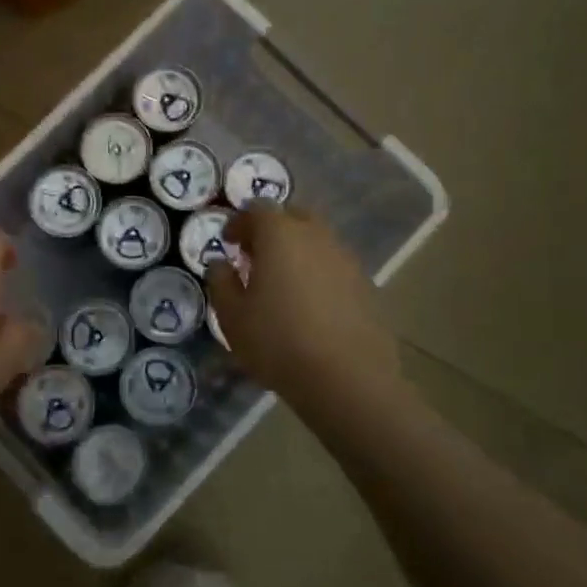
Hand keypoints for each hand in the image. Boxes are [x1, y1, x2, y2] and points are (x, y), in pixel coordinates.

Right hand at [204, 206, 398, 408]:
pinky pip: (334, 265)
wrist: (347, 378)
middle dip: (272, 229)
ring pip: (317, 240)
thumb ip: (221, 281)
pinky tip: (309, 304)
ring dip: (297, 251)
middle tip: (256, 256)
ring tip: (282, 282)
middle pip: (293, 216)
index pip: (257, 209)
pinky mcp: (365, 284)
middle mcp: (316, 236)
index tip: (228, 242)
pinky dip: (318, 272)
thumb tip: (221, 263)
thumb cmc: (278, 341)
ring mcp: (346, 259)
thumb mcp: (231, 316)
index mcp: (280, 234)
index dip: (239, 222)